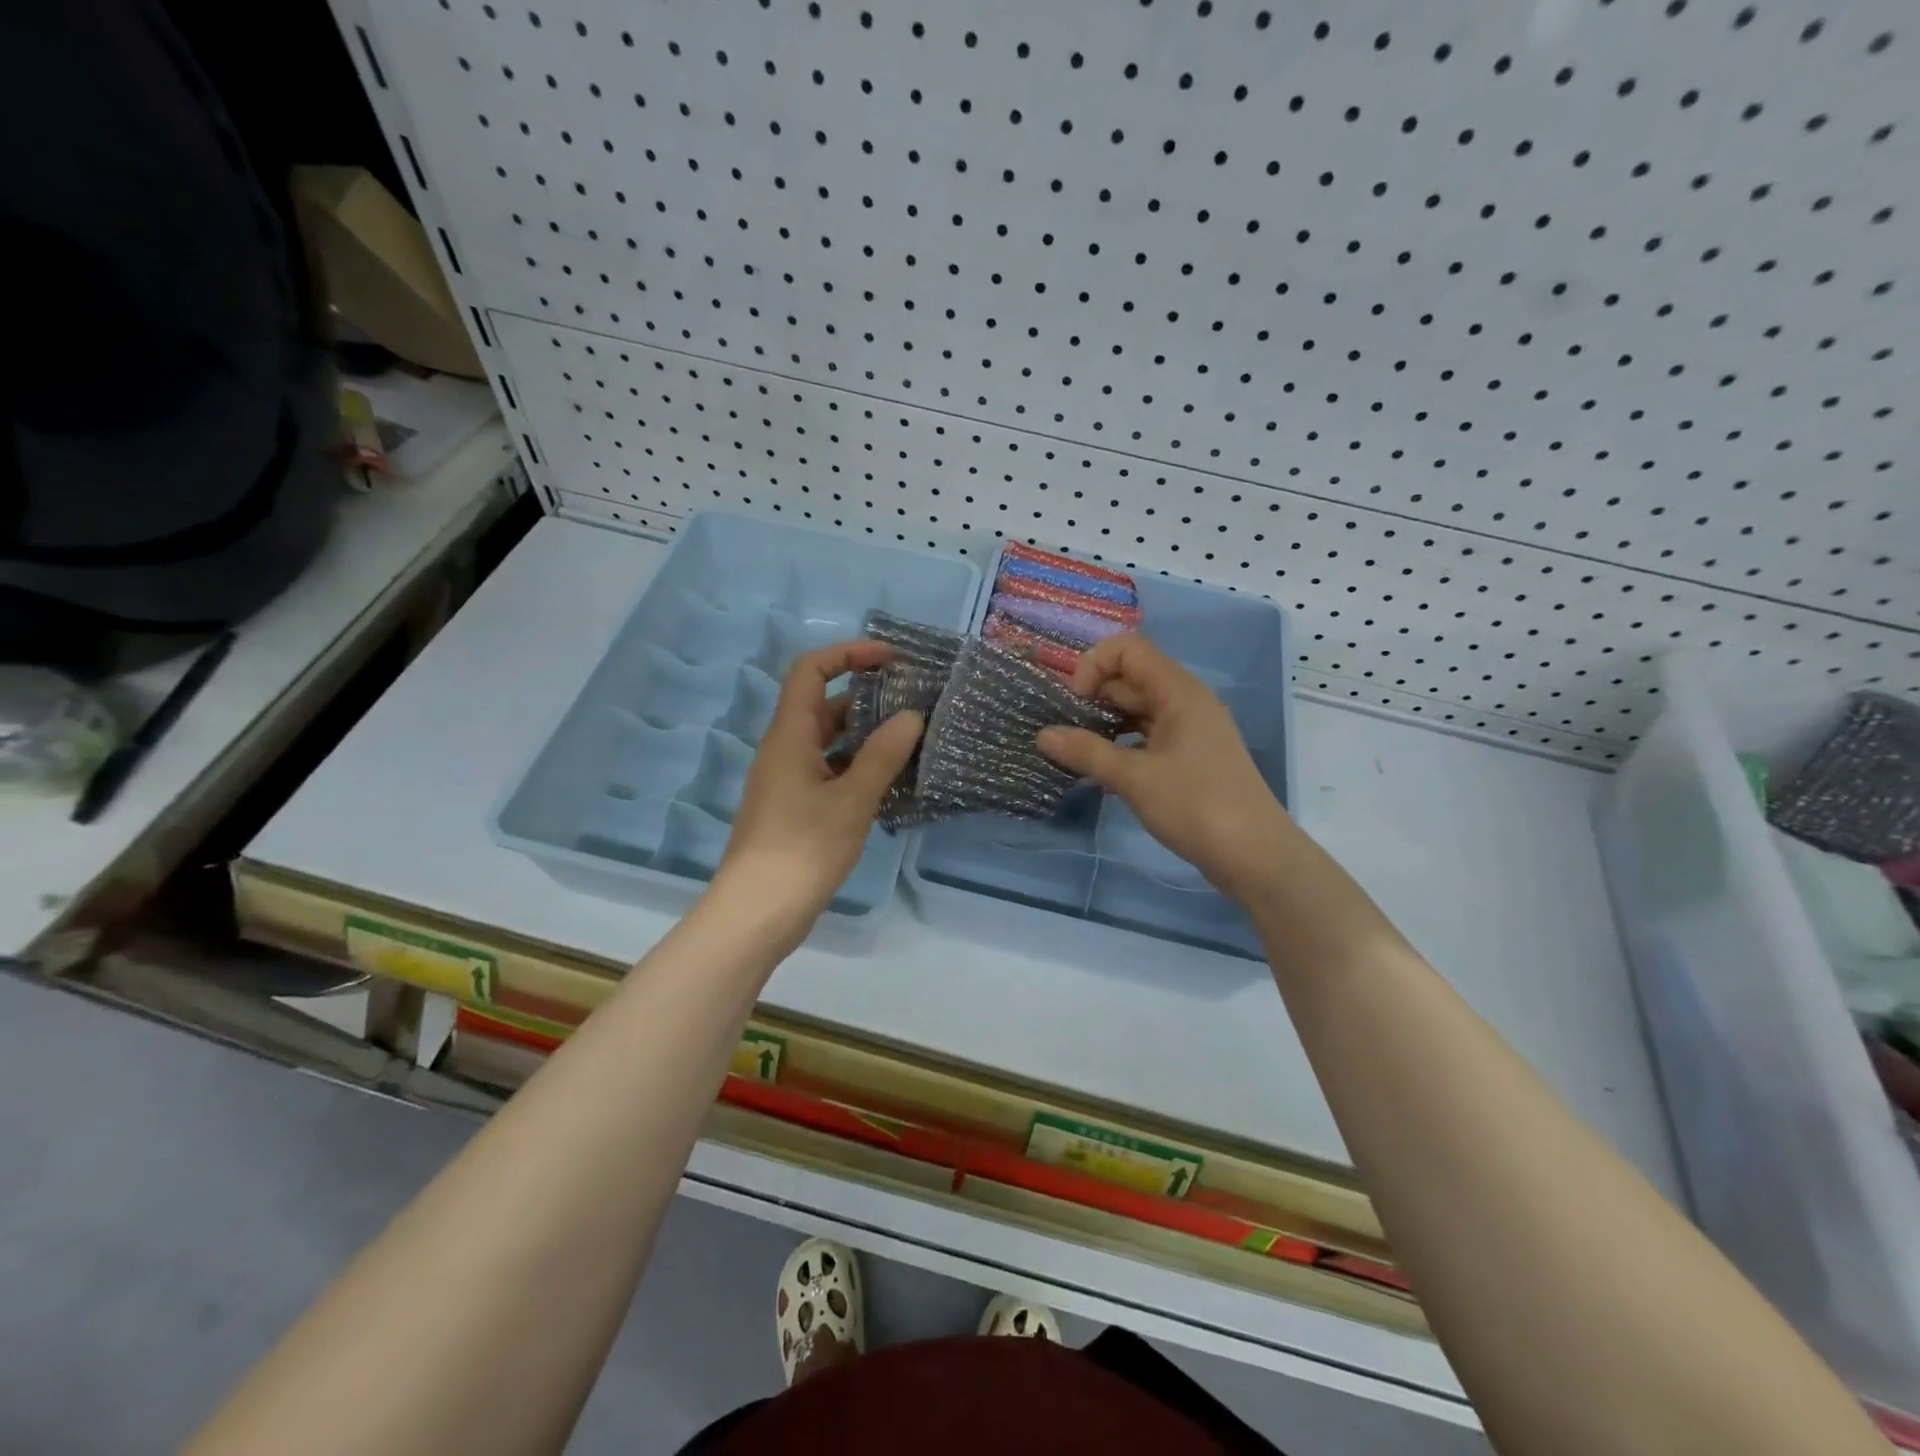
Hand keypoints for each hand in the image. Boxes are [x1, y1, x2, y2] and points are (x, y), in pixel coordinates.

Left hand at [718, 640, 923, 932]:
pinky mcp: (796, 808)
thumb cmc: (802, 850)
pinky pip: (830, 770)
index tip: (891, 660)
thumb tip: (912, 716)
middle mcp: (785, 750)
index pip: (811, 670)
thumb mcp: (851, 801)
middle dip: (868, 696)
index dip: (848, 653)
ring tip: (913, 739)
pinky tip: (892, 781)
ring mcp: (789, 780)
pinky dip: (859, 766)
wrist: (757, 913)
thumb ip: (883, 756)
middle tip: (914, 702)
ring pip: (830, 741)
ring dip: (867, 735)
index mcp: (790, 736)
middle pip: (824, 704)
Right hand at [1037, 634, 1288, 903]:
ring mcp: (1190, 731)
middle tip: (1062, 728)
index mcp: (1179, 692)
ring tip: (1074, 749)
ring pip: (1138, 711)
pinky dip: (1121, 745)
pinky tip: (1100, 771)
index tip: (1073, 702)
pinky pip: (1147, 736)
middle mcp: (1186, 702)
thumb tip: (1042, 735)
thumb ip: (1086, 753)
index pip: (1129, 649)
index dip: (1094, 665)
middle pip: (1131, 678)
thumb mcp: (1134, 778)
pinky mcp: (1190, 758)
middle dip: (1093, 696)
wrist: (1255, 856)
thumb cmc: (1196, 805)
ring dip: (1104, 723)